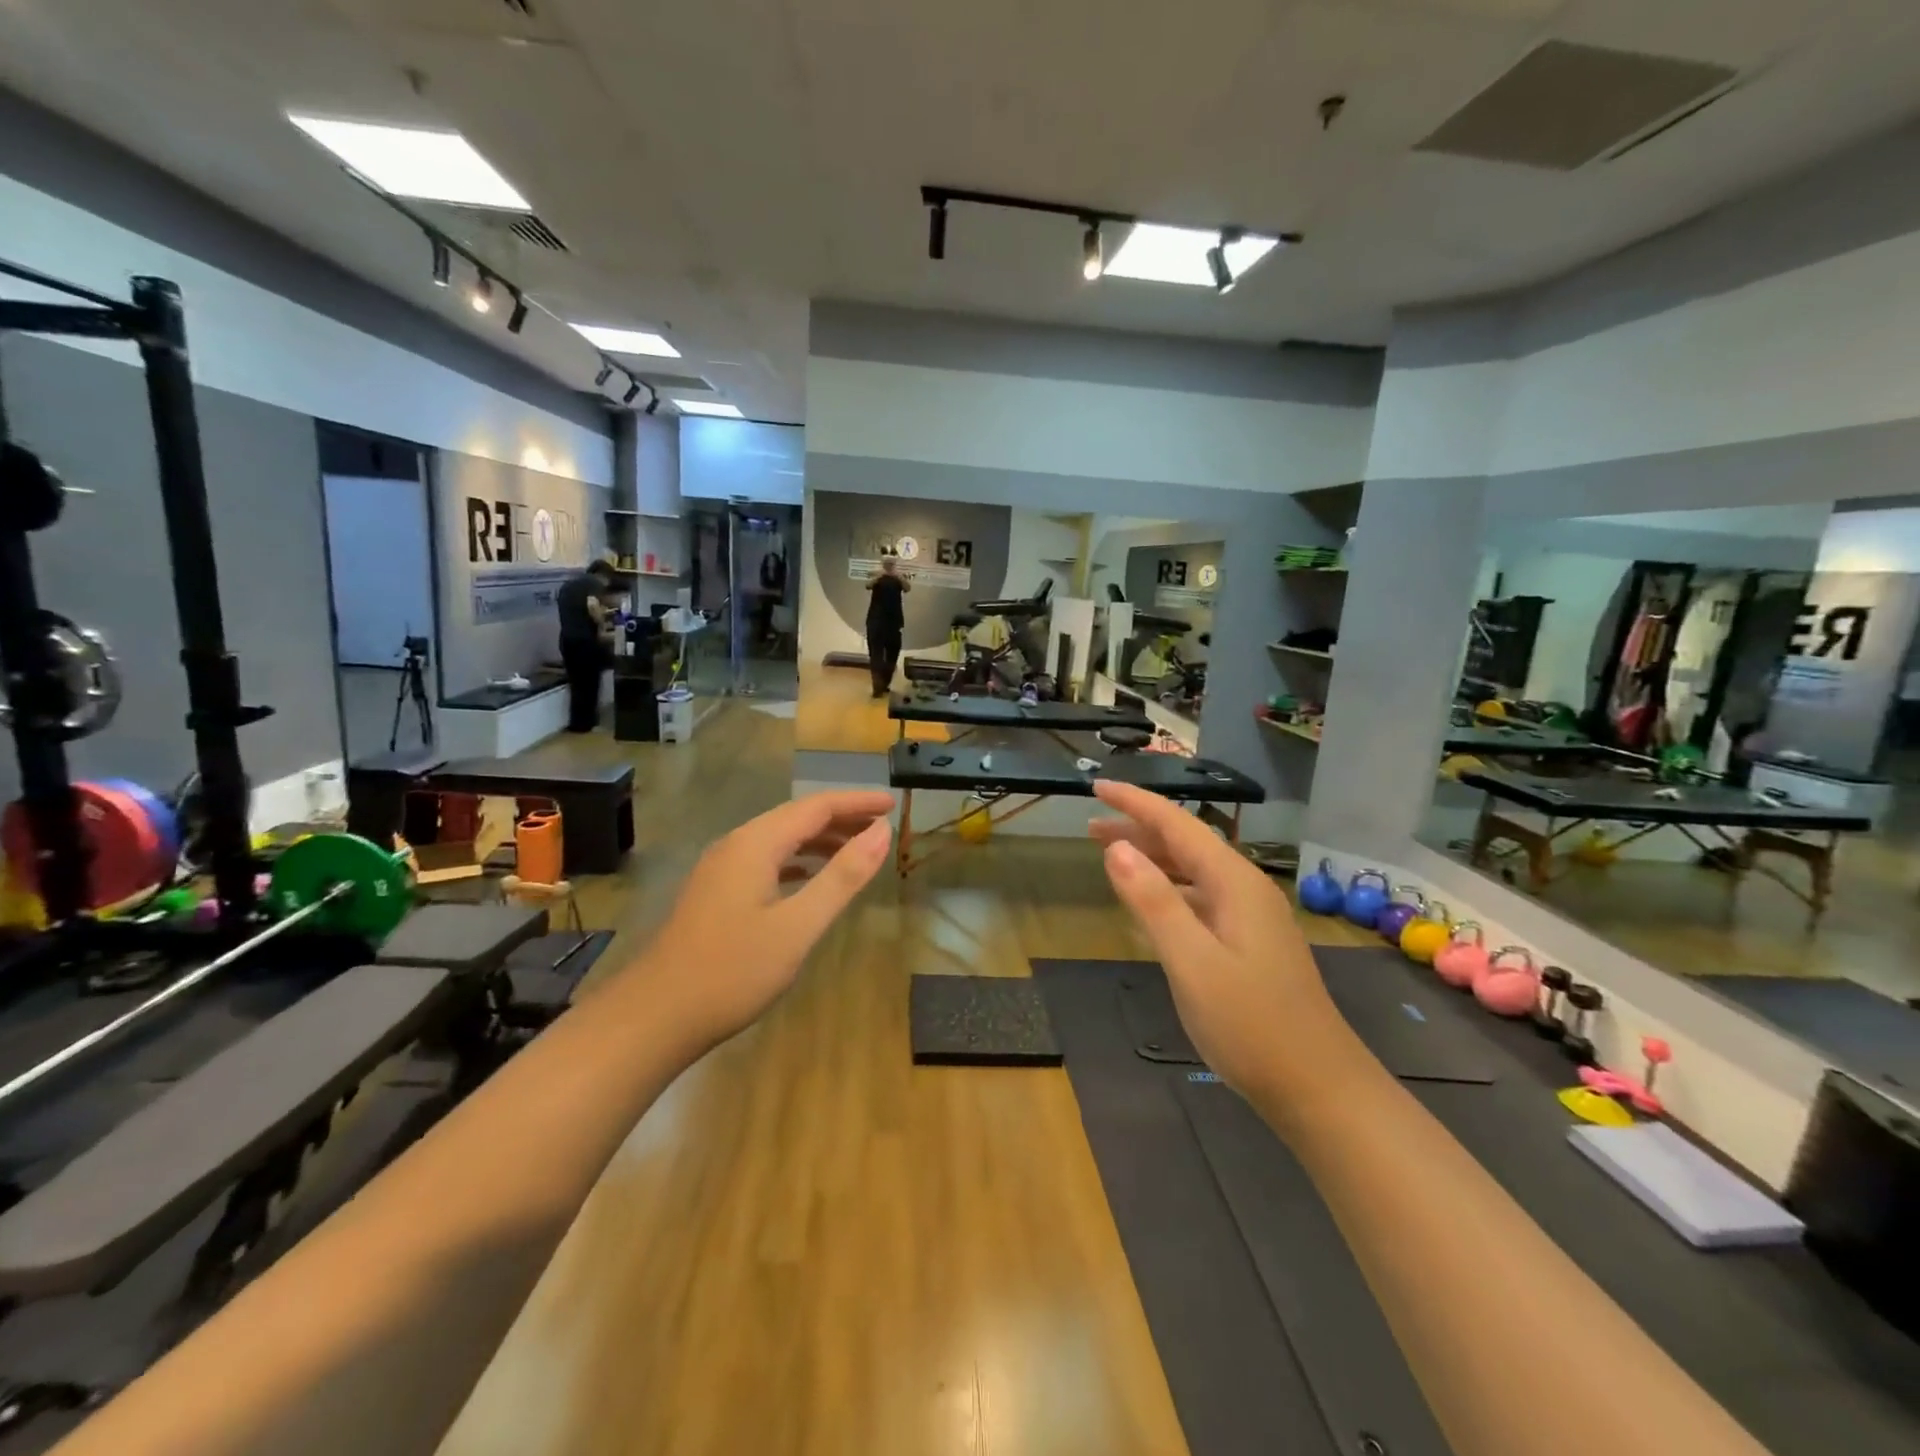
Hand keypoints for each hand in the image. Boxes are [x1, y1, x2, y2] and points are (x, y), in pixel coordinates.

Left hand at [641, 791, 893, 1048]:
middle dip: (842, 818)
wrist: (655, 1016)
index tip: (893, 804)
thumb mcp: (798, 926)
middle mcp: (736, 844)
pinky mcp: (716, 892)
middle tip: (883, 827)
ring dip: (820, 840)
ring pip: (780, 839)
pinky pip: (766, 860)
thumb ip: (843, 877)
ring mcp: (722, 869)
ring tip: (858, 850)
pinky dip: (797, 861)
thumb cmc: (733, 971)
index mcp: (756, 843)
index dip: (857, 802)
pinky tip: (811, 878)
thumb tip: (882, 832)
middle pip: (797, 818)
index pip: (816, 806)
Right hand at [1089, 781, 1340, 1094]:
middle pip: (1185, 843)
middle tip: (1089, 828)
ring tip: (1110, 858)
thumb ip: (1153, 902)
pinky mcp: (1249, 942)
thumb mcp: (1192, 962)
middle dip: (1138, 829)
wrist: (1319, 1089)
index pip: (1177, 825)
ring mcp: (1250, 917)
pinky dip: (1168, 889)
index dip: (1135, 803)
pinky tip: (1151, 904)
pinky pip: (1200, 897)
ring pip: (1193, 871)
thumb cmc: (1251, 1025)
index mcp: (1234, 883)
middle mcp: (1245, 889)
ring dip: (1152, 859)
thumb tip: (1116, 848)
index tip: (1097, 786)